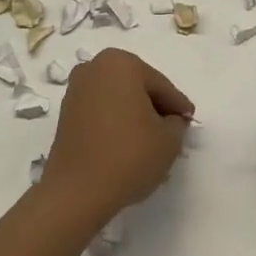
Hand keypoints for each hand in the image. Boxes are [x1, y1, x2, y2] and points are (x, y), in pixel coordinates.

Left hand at [41, 48, 194, 221]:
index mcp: (121, 63)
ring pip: (118, 101)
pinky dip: (116, 125)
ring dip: (135, 118)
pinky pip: (101, 114)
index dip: (178, 107)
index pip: (160, 86)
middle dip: (155, 109)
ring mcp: (76, 91)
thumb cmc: (129, 155)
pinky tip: (128, 147)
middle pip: (137, 89)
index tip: (190, 121)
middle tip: (172, 132)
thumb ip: (177, 123)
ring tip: (151, 144)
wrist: (77, 192)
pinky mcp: (65, 115)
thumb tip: (170, 121)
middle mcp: (94, 68)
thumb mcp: (169, 139)